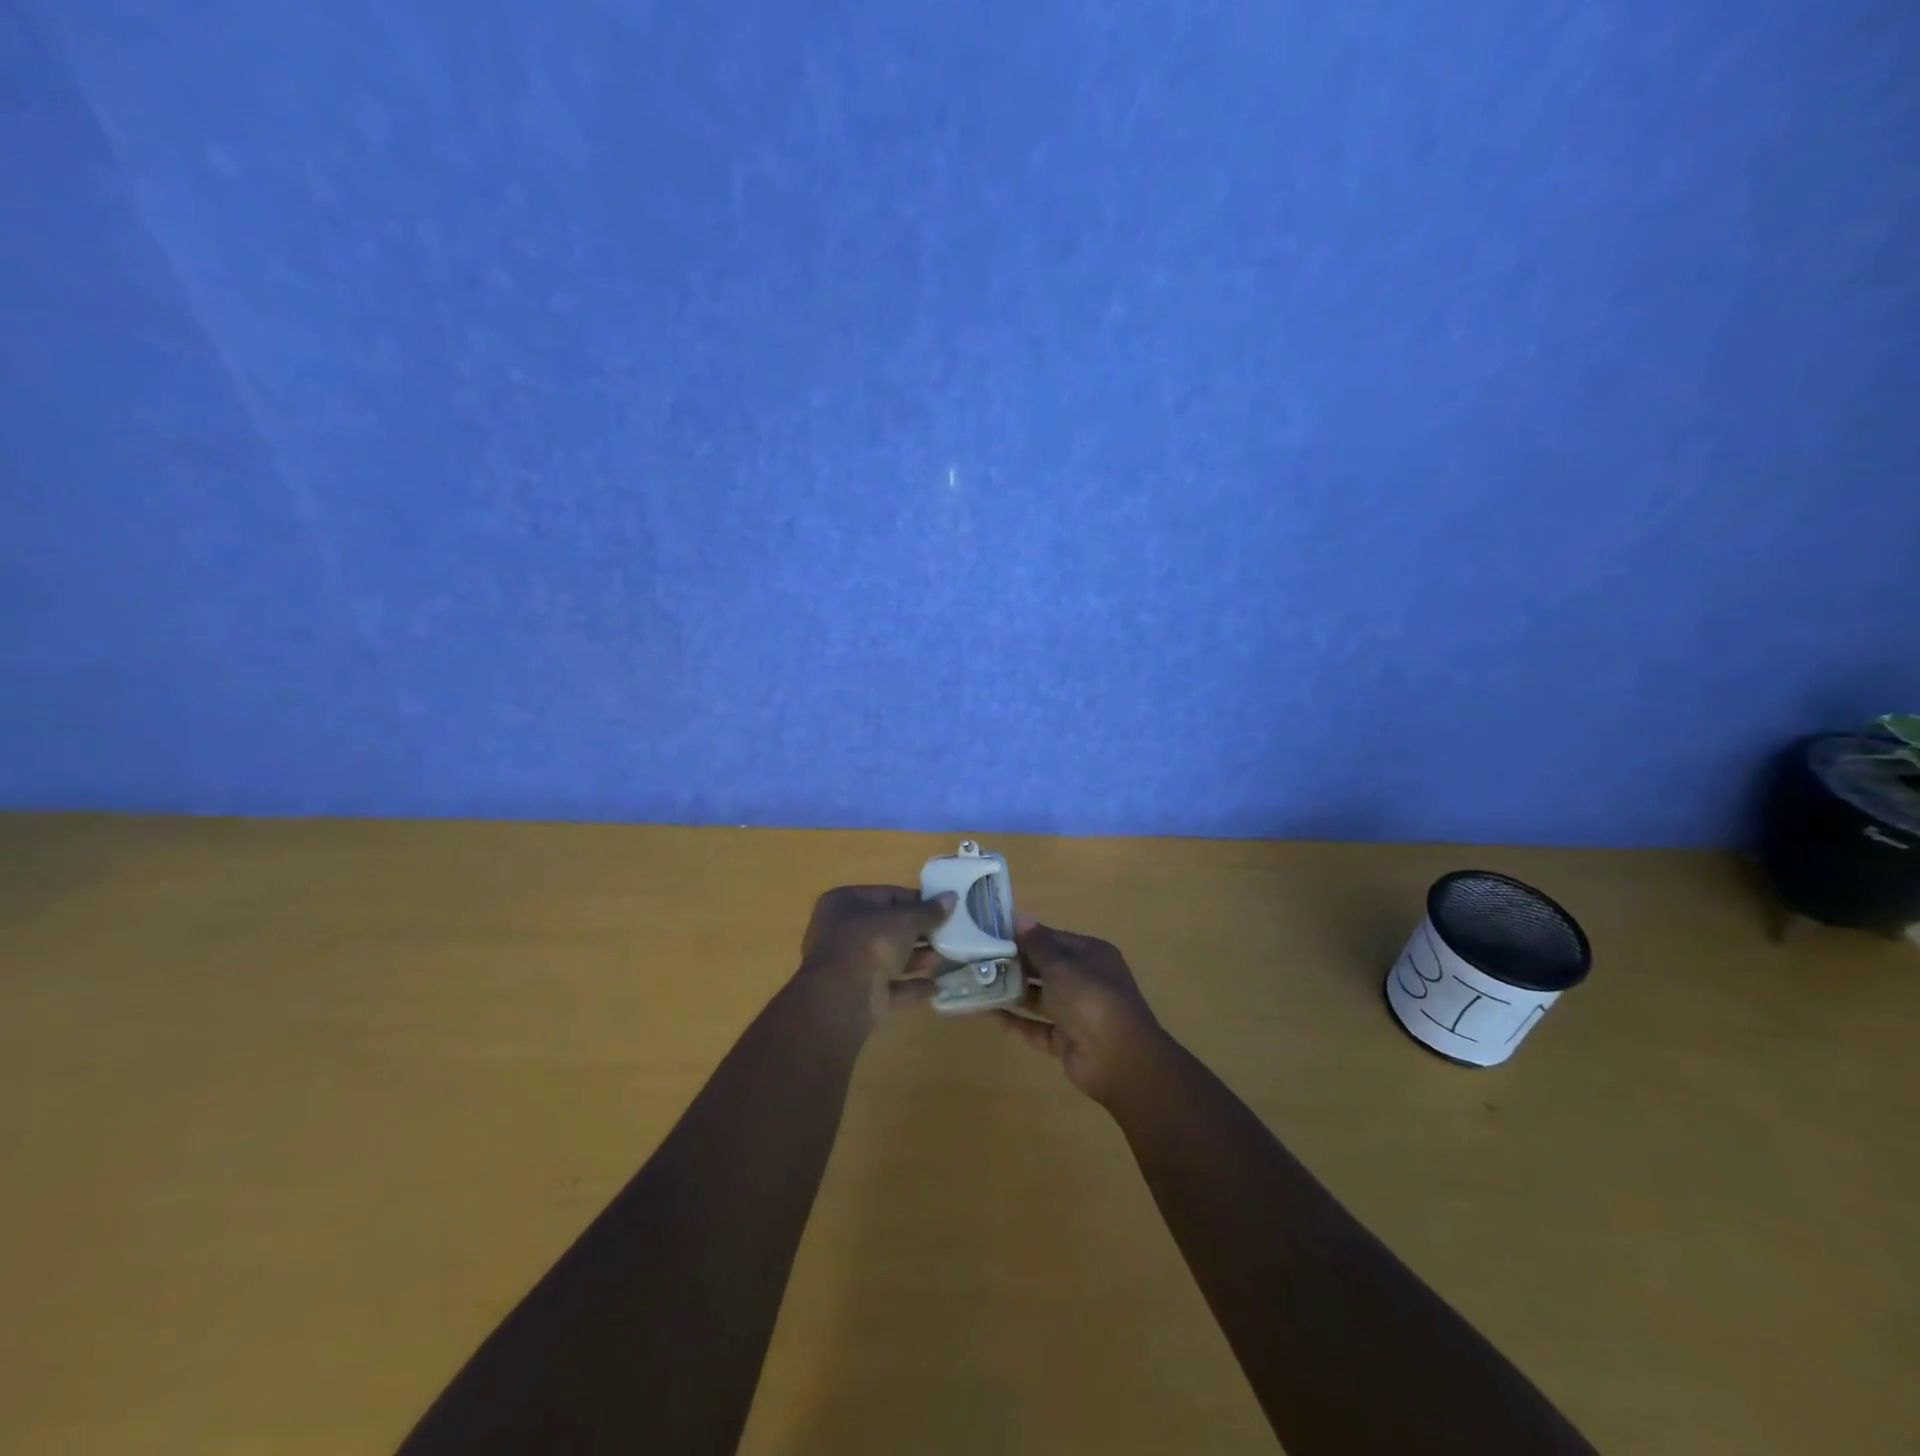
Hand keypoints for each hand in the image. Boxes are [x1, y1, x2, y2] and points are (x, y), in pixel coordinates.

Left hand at [795, 885, 953, 1031]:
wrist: (843, 996)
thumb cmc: (870, 942)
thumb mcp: (905, 920)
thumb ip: (929, 911)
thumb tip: (951, 897)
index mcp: (845, 903)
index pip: (887, 895)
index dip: (916, 901)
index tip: (942, 909)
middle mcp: (842, 931)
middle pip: (887, 928)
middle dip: (918, 933)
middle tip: (947, 935)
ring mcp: (848, 965)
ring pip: (888, 957)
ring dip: (917, 959)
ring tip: (944, 959)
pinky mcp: (858, 993)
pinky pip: (889, 986)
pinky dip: (911, 987)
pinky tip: (936, 987)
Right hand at [996, 917, 1170, 1104]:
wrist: (1117, 1059)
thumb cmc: (1090, 998)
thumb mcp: (1061, 965)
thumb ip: (1037, 945)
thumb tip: (1020, 917)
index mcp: (1091, 955)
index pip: (1054, 939)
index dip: (1026, 936)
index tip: (993, 932)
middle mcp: (1085, 980)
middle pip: (1046, 968)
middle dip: (1016, 964)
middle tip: (980, 958)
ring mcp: (1076, 1012)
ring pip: (1040, 998)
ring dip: (1013, 991)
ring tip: (978, 982)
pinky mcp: (1066, 1040)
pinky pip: (1036, 1027)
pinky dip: (1016, 1021)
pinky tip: (988, 1013)